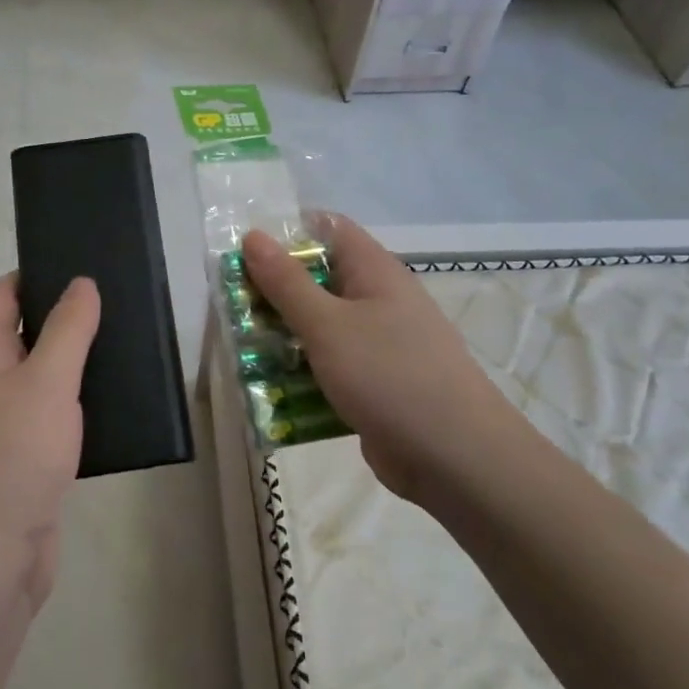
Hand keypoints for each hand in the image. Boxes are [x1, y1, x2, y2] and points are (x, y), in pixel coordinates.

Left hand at [0, 273, 99, 612]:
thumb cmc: (11, 458)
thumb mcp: (45, 382)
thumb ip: (67, 329)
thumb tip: (81, 282)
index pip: (1, 296)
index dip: (35, 274)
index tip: (81, 263)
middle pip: (23, 334)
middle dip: (64, 317)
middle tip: (117, 300)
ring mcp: (4, 428)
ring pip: (42, 379)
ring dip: (75, 362)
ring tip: (126, 343)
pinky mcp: (26, 464)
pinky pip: (54, 419)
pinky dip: (79, 406)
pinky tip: (116, 402)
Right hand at [242, 215, 511, 501]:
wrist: (456, 459)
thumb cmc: (390, 376)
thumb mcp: (328, 325)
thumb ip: (287, 283)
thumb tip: (253, 235)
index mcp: (374, 271)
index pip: (327, 229)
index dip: (286, 232)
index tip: (245, 253)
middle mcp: (377, 299)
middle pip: (318, 279)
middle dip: (274, 290)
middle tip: (232, 306)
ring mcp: (378, 343)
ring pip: (320, 326)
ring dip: (283, 335)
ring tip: (241, 349)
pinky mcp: (374, 382)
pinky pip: (329, 365)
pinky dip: (302, 372)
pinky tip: (271, 389)